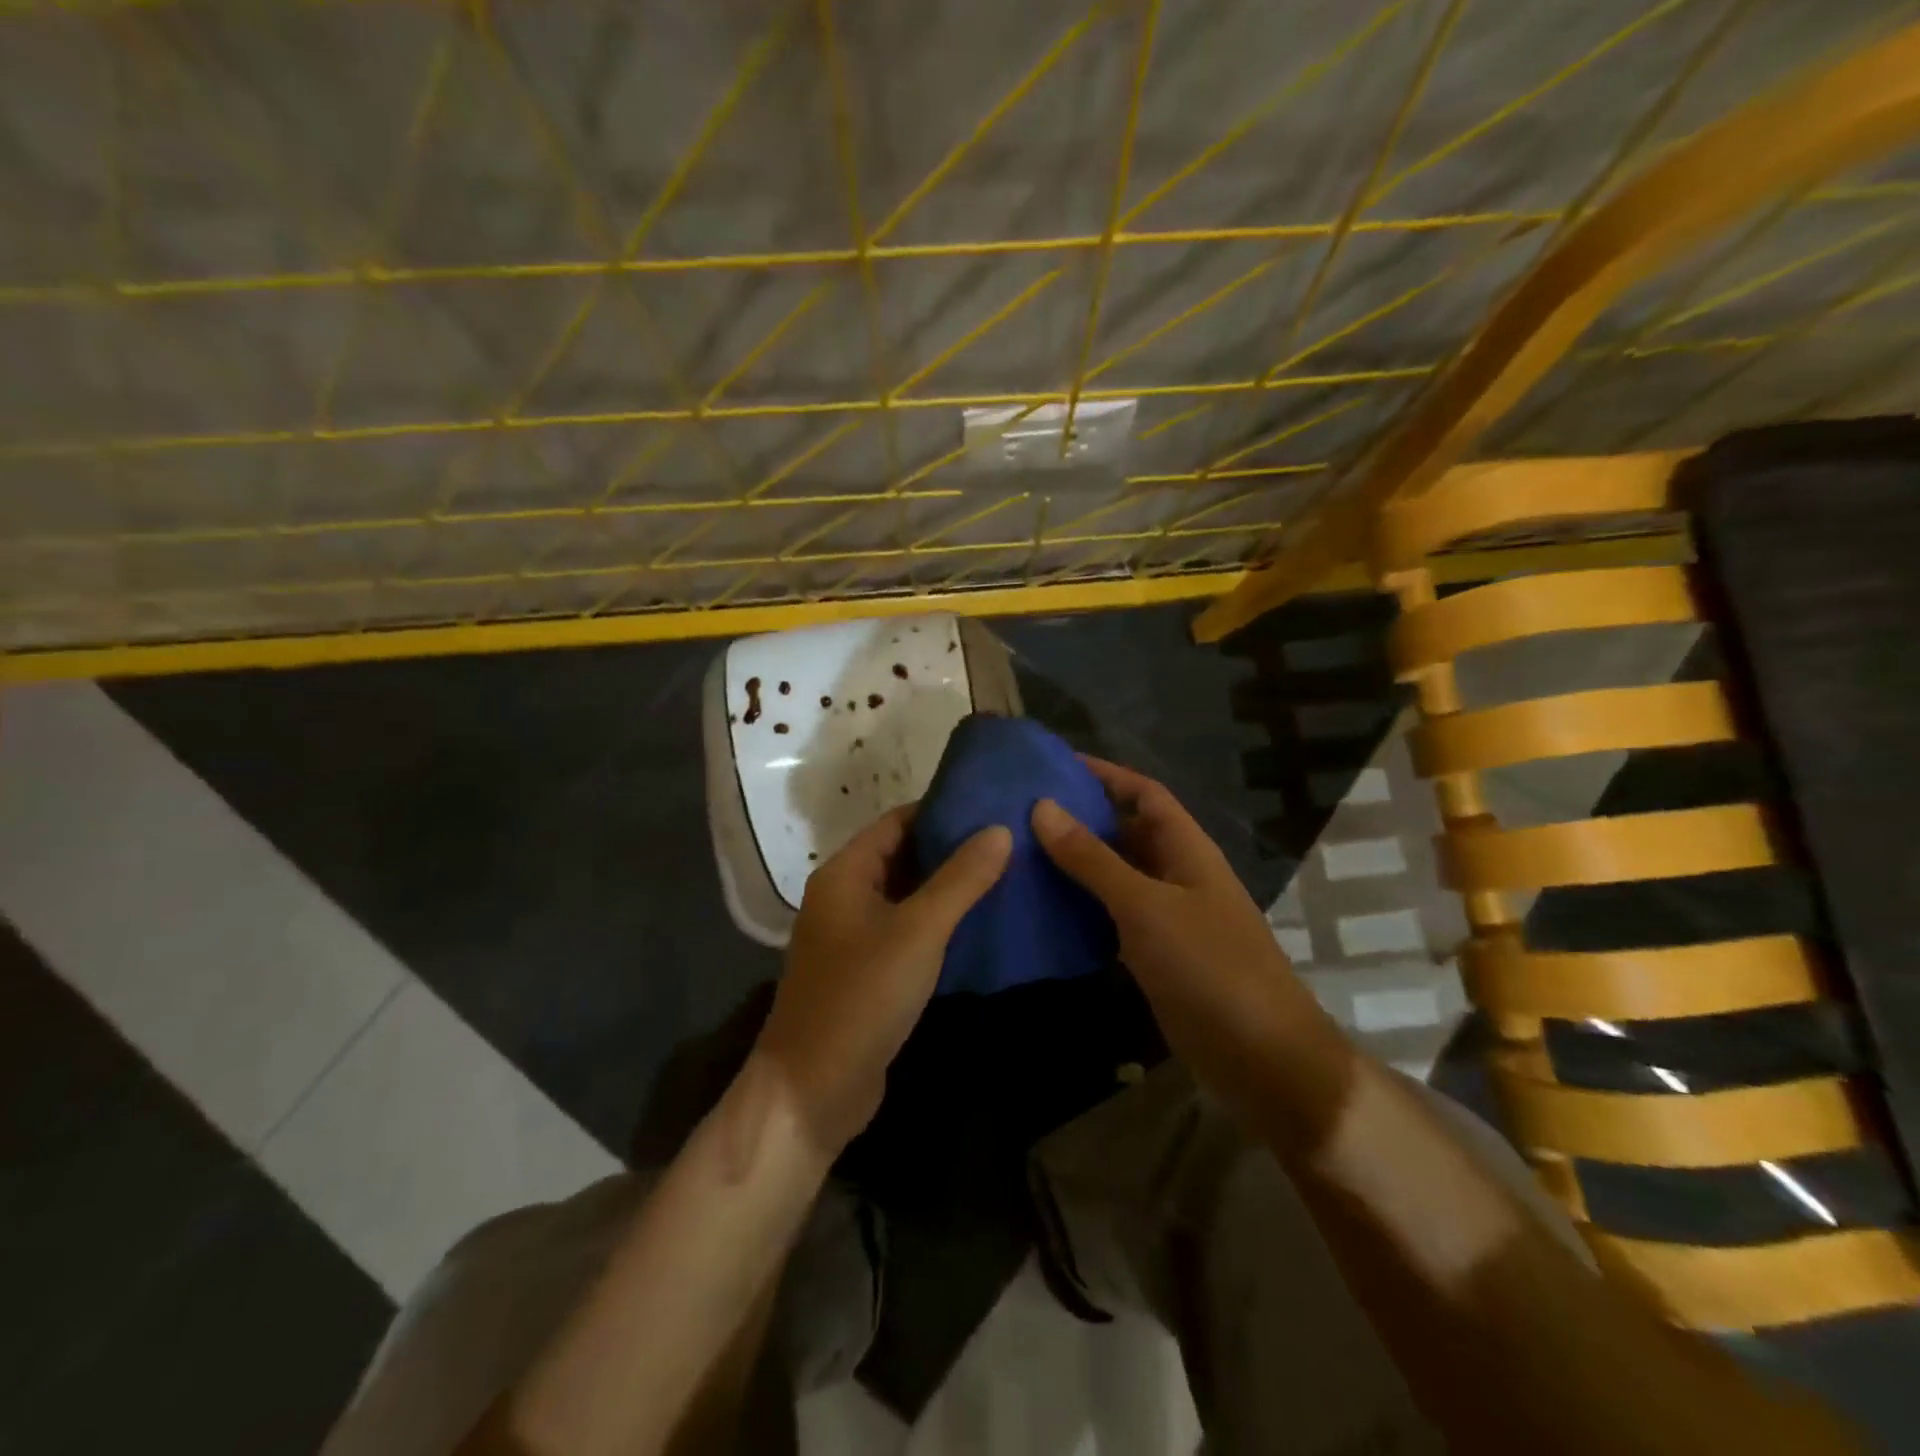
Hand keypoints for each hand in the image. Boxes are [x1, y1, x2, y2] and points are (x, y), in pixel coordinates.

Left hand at [756, 806, 1010, 1154]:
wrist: (812, 1091)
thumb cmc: (861, 997)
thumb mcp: (918, 931)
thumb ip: (960, 879)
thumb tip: (1000, 829)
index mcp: (844, 873)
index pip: (897, 822)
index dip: (941, 810)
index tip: (991, 805)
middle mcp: (843, 897)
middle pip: (901, 856)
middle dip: (950, 848)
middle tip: (1008, 839)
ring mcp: (852, 937)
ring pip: (906, 896)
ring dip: (947, 887)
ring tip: (1005, 873)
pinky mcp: (865, 972)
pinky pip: (905, 932)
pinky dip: (937, 923)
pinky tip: (979, 923)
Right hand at [1032, 758, 1336, 1120]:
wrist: (1262, 1060)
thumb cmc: (1209, 968)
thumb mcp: (1145, 906)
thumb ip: (1093, 859)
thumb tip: (1042, 806)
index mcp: (1187, 850)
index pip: (1144, 794)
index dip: (1105, 774)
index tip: (1054, 765)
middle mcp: (1177, 876)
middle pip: (1127, 833)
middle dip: (1081, 819)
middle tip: (1022, 813)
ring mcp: (1168, 919)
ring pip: (1116, 877)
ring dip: (1077, 866)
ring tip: (1020, 854)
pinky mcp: (1156, 957)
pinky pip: (1113, 919)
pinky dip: (1082, 909)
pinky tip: (1043, 910)